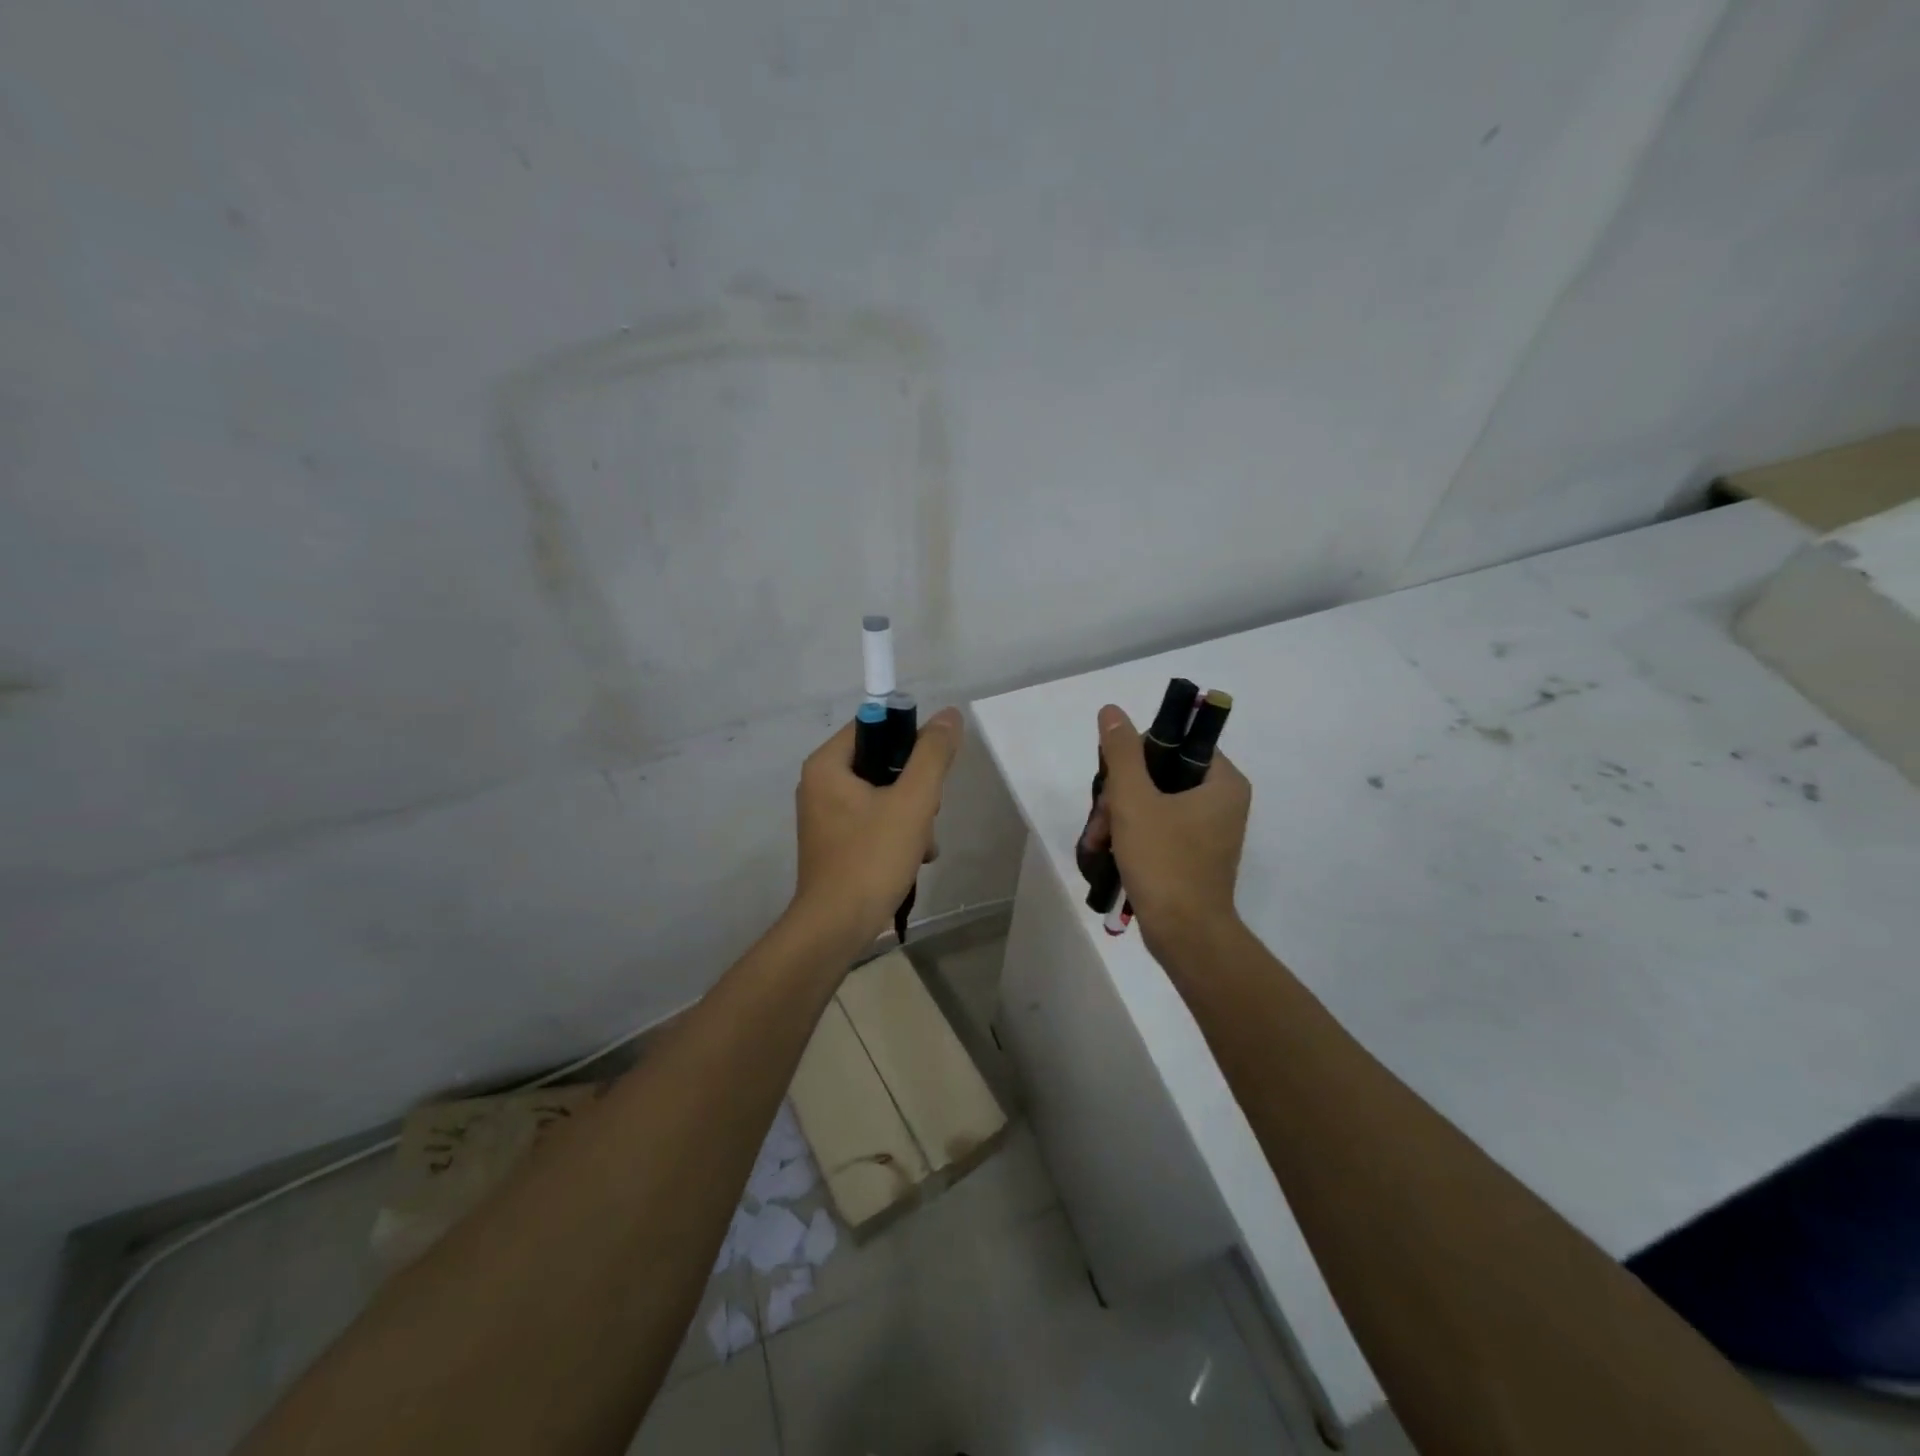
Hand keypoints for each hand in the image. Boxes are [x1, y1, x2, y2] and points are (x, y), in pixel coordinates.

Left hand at [791, 707, 963, 946]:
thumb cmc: (872, 858)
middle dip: (915, 788)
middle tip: (928, 814)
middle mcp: (819, 784)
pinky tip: (915, 858)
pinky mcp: (835, 843)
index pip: (874, 726)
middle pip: (881, 762)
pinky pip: (873, 820)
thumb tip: (949, 715)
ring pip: (882, 795)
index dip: (909, 739)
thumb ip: (932, 754)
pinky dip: (897, 833)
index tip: (932, 768)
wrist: (837, 927)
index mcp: (827, 765)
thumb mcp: (913, 801)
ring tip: (923, 844)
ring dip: (912, 814)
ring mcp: (825, 816)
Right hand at [1092, 702, 1250, 952]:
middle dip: (1120, 795)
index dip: (1138, 754)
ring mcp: (1208, 831)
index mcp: (1223, 782)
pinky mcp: (1193, 855)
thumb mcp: (1135, 800)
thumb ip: (1123, 752)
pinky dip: (1131, 835)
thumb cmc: (1164, 861)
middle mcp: (1222, 801)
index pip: (1177, 744)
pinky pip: (1158, 828)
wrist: (1184, 935)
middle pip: (1160, 775)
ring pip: (1153, 803)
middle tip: (1101, 819)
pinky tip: (1106, 851)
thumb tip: (1112, 710)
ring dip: (1119, 817)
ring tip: (1096, 842)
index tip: (1114, 780)